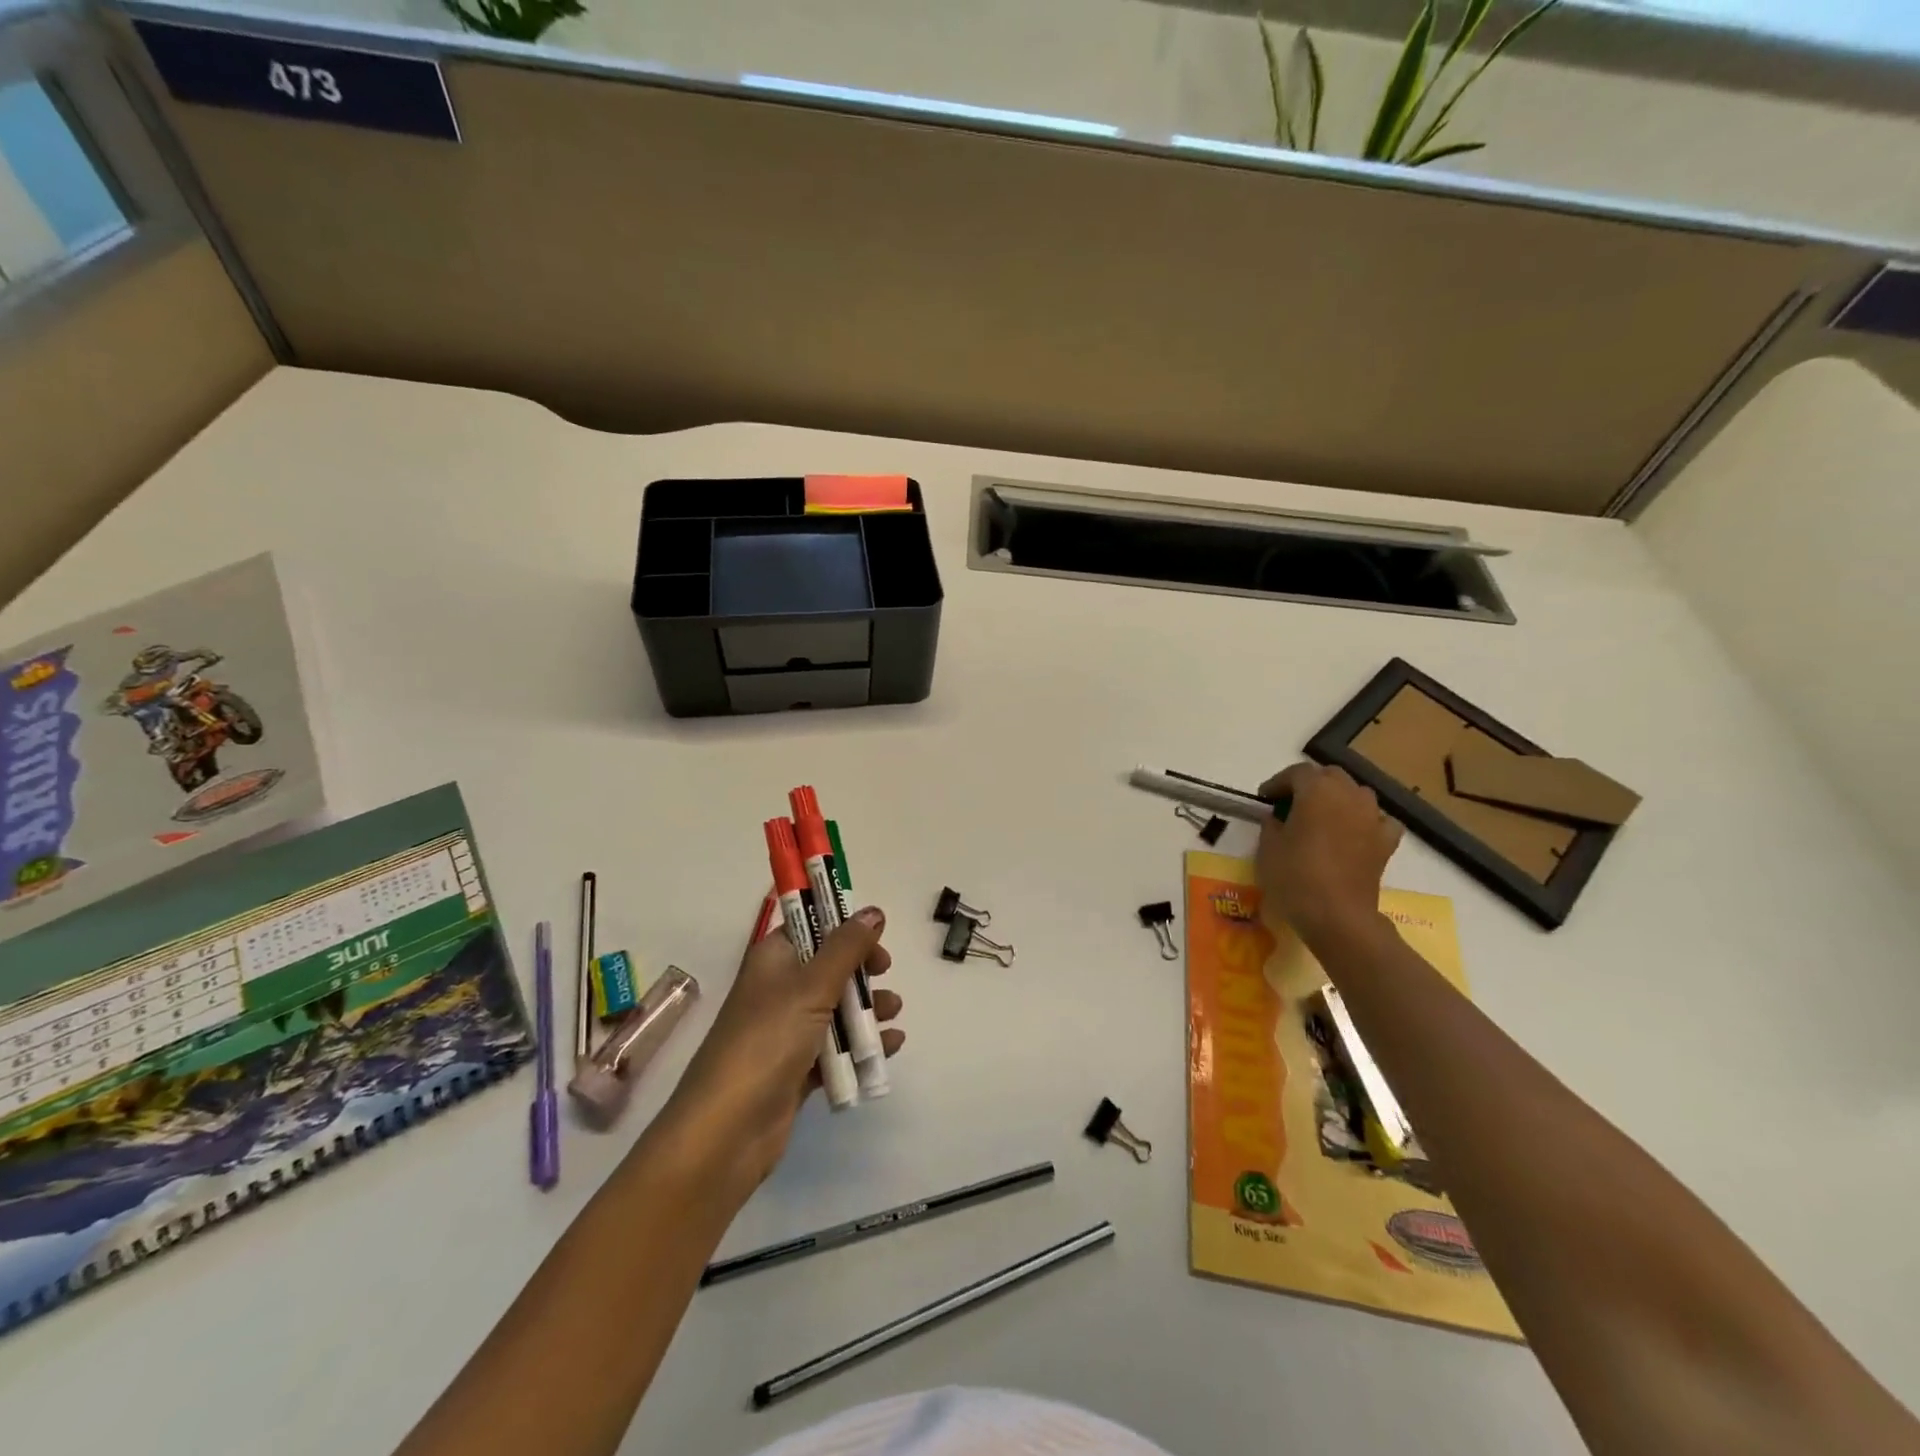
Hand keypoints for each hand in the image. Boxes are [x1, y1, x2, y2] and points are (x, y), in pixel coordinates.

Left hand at [663, 907, 902, 1195]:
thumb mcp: (811, 986)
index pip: (808, 926)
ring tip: (894, 1012)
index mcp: (772, 960)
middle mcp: (778, 990)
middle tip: (885, 972)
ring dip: (866, 1007)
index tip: (875, 932)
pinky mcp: (796, 1070)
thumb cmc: (767, 1042)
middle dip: (860, 969)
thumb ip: (846, 948)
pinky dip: (861, 1045)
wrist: (726, 1132)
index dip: (841, 924)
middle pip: (827, 967)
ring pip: (835, 1008)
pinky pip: (836, 1049)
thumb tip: (873, 911)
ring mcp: (786, 1032)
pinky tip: (890, 1045)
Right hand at [1256, 764, 1402, 944]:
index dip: (1278, 783)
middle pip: (1330, 775)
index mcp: (1316, 791)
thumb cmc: (1295, 877)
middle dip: (1310, 784)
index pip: (1296, 773)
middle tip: (1292, 803)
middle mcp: (1348, 795)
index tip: (1265, 799)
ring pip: (1357, 793)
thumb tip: (1277, 818)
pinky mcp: (1386, 841)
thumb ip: (1271, 824)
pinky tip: (1356, 832)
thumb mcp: (1268, 848)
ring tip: (1323, 816)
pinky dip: (1367, 820)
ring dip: (1339, 797)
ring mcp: (1372, 817)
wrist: (1337, 915)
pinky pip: (1380, 820)